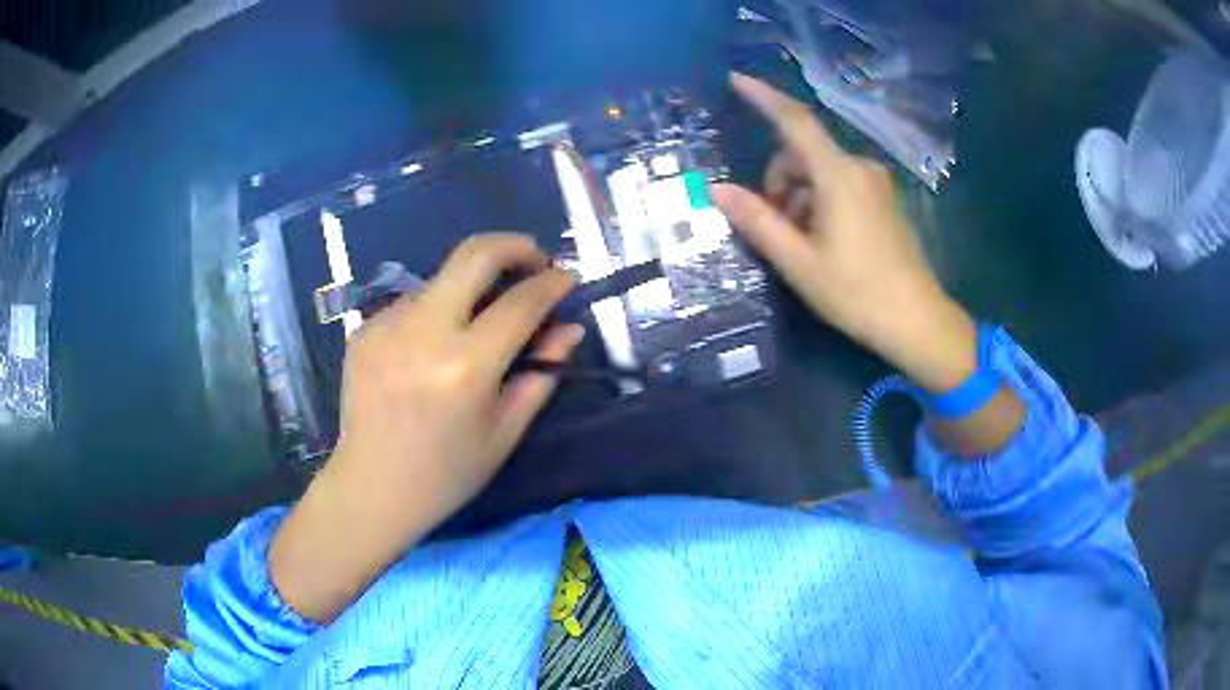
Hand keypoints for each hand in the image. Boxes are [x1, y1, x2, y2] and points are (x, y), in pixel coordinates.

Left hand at [272, 234, 582, 622]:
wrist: (370, 489)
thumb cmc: (445, 474)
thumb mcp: (504, 433)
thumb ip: (540, 374)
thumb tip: (568, 329)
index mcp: (465, 367)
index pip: (521, 302)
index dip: (552, 283)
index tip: (567, 278)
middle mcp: (422, 332)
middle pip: (475, 253)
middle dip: (516, 245)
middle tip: (534, 262)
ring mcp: (386, 324)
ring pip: (443, 278)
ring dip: (472, 288)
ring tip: (478, 324)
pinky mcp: (364, 328)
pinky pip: (414, 303)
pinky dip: (438, 312)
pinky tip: (434, 348)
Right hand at [712, 73, 976, 392]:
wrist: (917, 321)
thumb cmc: (856, 293)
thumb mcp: (798, 262)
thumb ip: (758, 221)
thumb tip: (717, 189)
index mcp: (838, 175)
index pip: (795, 121)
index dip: (763, 97)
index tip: (735, 80)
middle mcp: (860, 168)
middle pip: (803, 153)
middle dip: (779, 181)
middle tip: (775, 228)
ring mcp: (876, 183)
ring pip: (820, 172)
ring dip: (799, 196)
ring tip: (802, 244)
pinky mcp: (884, 200)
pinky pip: (841, 184)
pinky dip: (821, 202)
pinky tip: (825, 241)